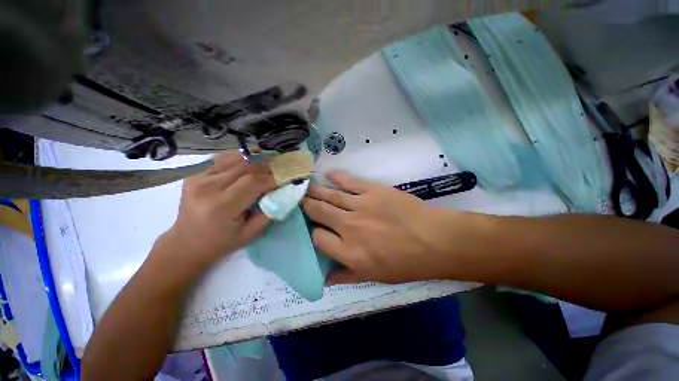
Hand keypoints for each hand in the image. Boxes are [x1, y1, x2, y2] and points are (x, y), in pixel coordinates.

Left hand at [154, 152, 276, 274]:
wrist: (186, 243)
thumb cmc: (222, 242)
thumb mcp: (252, 233)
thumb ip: (270, 210)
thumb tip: (283, 191)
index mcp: (221, 206)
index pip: (254, 182)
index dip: (274, 177)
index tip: (287, 177)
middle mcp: (207, 187)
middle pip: (246, 167)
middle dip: (268, 166)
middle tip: (283, 168)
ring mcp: (197, 177)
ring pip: (235, 159)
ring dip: (256, 159)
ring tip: (271, 161)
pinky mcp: (194, 173)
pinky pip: (223, 158)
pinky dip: (241, 157)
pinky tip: (252, 160)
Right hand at [303, 171, 462, 283]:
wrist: (435, 240)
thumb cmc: (406, 262)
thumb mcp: (375, 277)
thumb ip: (346, 276)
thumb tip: (323, 278)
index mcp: (349, 252)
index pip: (318, 239)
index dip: (313, 233)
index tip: (314, 228)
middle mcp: (349, 227)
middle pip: (319, 213)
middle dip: (306, 206)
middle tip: (298, 199)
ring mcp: (361, 206)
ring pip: (329, 196)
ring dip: (315, 191)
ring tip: (305, 186)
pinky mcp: (373, 191)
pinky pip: (350, 182)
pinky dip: (337, 177)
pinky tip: (328, 174)